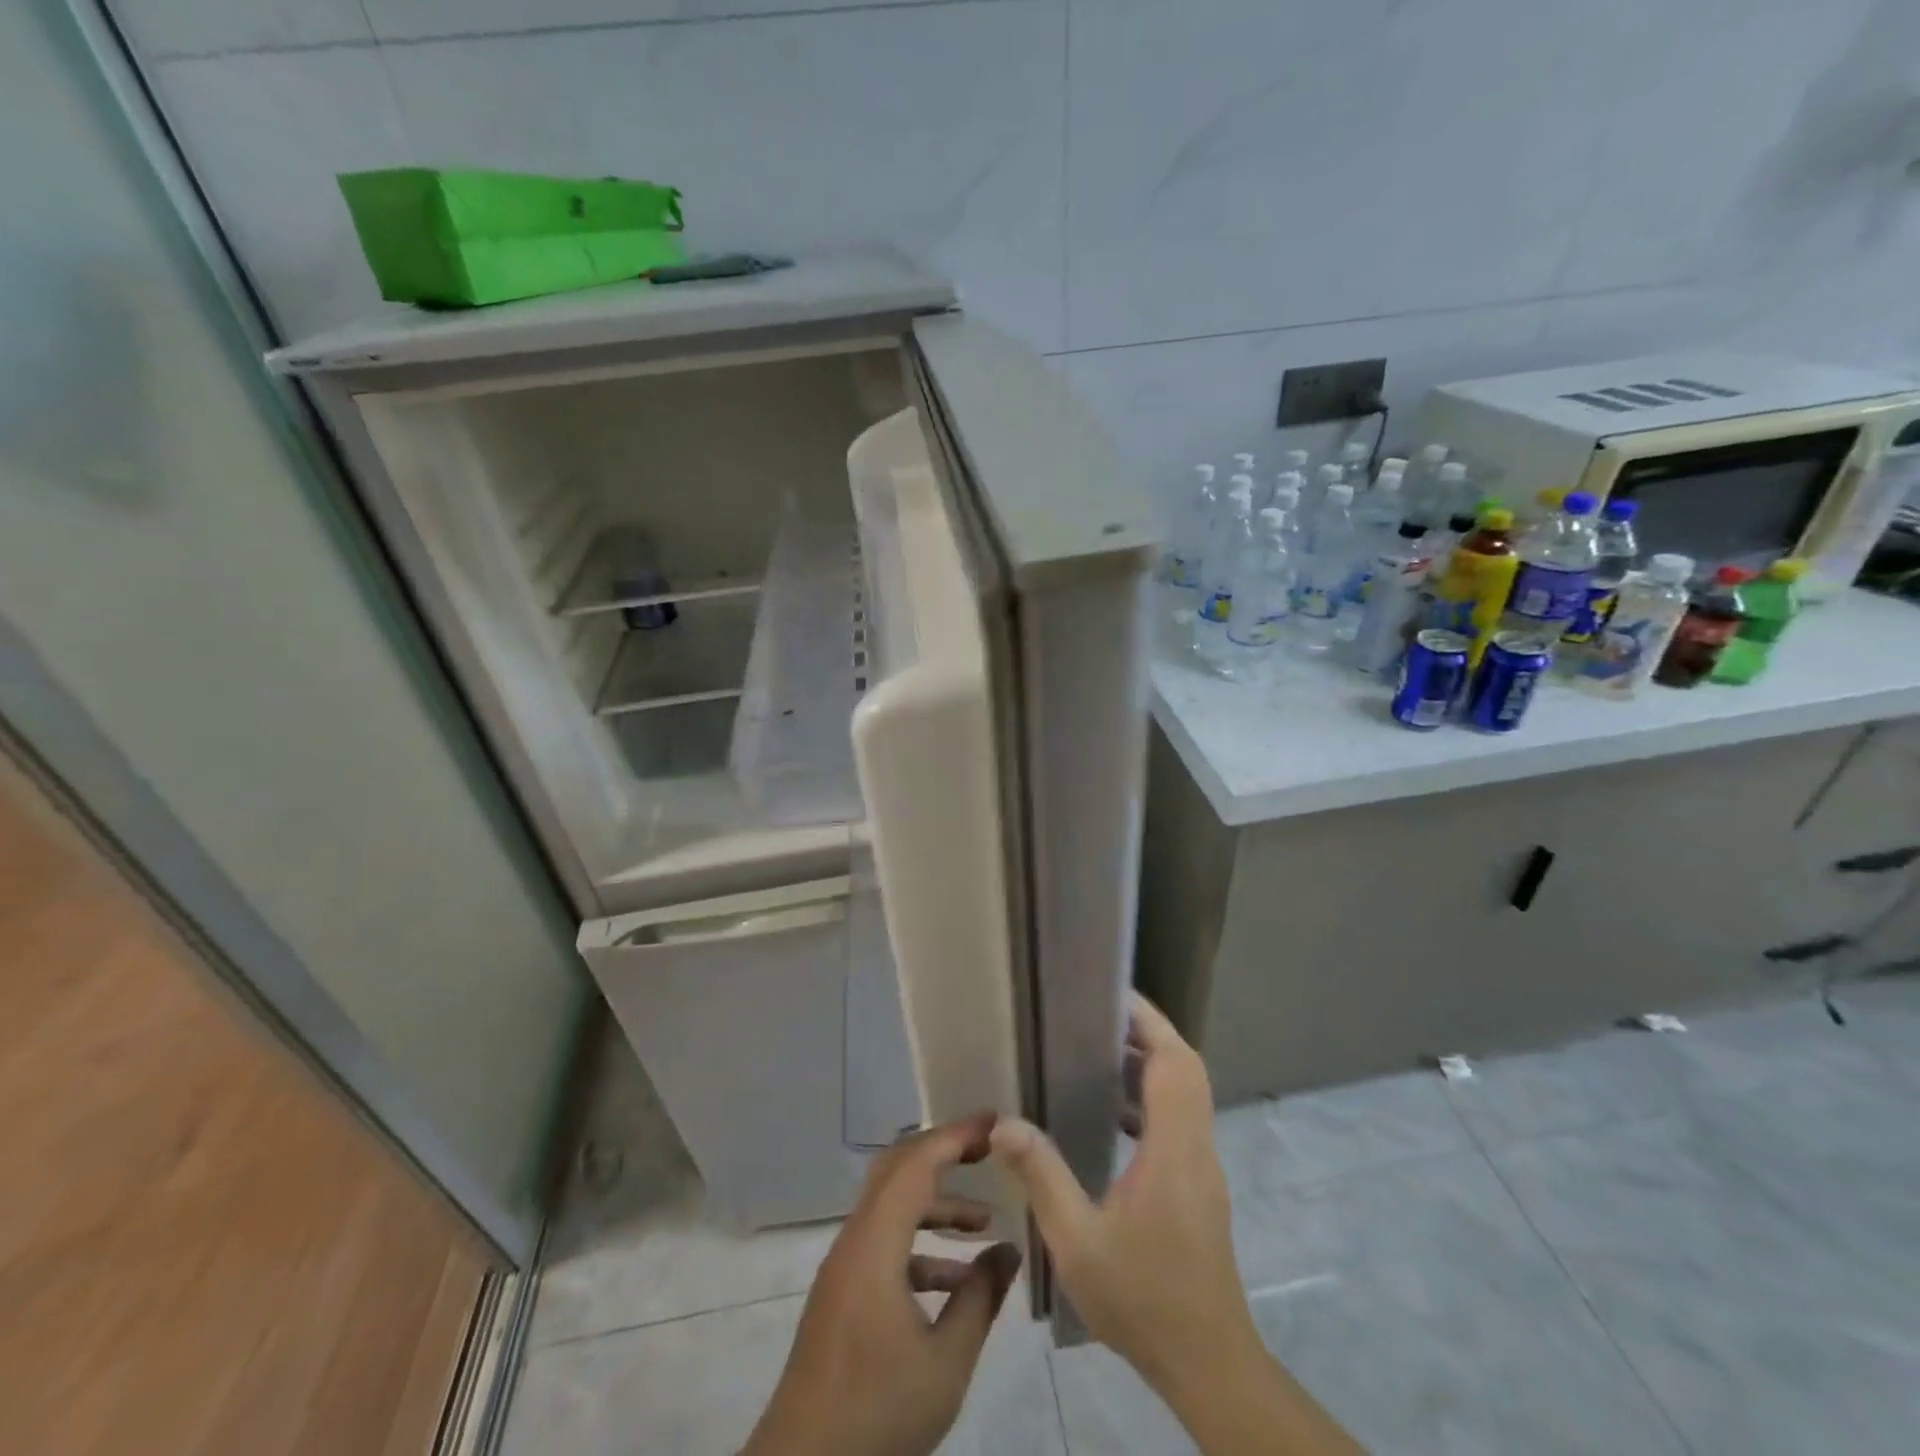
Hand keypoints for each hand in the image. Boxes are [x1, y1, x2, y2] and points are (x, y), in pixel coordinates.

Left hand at [743, 1114, 1020, 1455]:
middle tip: (988, 1150)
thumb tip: (1009, 1252)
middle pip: (898, 1170)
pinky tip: (956, 1279)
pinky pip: (885, 1243)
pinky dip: (921, 1244)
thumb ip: (980, 1299)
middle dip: (944, 1153)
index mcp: (875, 1243)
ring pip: (893, 1207)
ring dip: (936, 1204)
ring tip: (984, 1222)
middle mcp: (855, 1239)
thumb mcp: (945, 1362)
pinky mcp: (843, 1292)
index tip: (993, 1123)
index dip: (955, 1136)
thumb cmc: (877, 1411)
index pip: (917, 1163)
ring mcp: (845, 1265)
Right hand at [990, 994, 1247, 1397]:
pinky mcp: (1199, 1186)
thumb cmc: (1143, 1299)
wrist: (1209, 1365)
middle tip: (1098, 1016)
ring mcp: (1202, 1167)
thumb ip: (1041, 1174)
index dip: (1147, 1021)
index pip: (1173, 1062)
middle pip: (1185, 1068)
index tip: (1110, 995)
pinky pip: (1179, 1120)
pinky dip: (1150, 1099)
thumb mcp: (1077, 1240)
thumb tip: (1004, 1120)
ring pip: (1186, 1093)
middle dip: (1148, 1032)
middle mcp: (1196, 1147)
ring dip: (1151, 1064)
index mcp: (1173, 1149)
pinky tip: (1109, 1118)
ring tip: (1098, 1053)